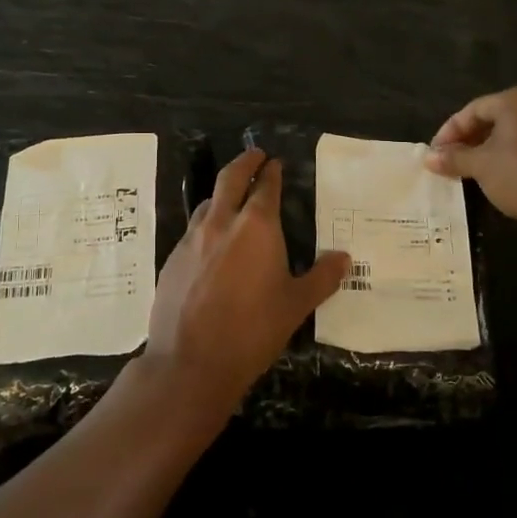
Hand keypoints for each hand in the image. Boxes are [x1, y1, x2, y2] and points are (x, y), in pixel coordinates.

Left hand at [141, 149, 349, 417]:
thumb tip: (344, 257)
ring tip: (232, 198)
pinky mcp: (172, 260)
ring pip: (208, 203)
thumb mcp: (296, 306)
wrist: (191, 362)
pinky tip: (211, 244)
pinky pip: (193, 231)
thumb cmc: (252, 330)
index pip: (265, 186)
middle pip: (230, 178)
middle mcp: (222, 223)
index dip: (271, 171)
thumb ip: (322, 277)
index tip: (275, 162)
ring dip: (222, 193)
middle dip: (244, 163)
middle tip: (255, 155)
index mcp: (256, 227)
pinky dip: (206, 225)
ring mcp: (192, 239)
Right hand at [424, 85, 516, 225]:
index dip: (450, 132)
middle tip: (452, 161)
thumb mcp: (480, 166)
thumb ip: (454, 158)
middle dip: (471, 139)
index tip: (436, 154)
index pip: (474, 109)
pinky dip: (515, 154)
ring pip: (516, 131)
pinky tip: (504, 174)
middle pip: (496, 117)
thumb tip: (429, 158)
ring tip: (474, 170)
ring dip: (492, 148)